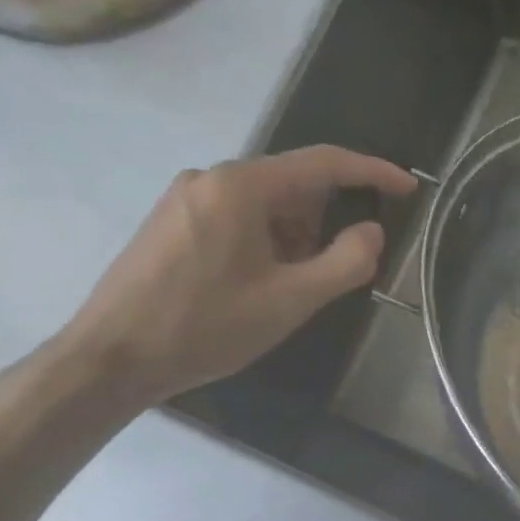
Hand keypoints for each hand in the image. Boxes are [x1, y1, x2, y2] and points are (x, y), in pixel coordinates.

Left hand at [58, 147, 416, 406]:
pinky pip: (235, 217)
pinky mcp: (169, 222)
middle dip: (324, 222)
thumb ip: (346, 262)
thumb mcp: (291, 300)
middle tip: (335, 270)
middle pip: (291, 185)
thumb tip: (372, 232)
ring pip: (263, 204)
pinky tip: (257, 284)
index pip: (323, 163)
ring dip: (293, 237)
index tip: (407, 187)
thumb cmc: (207, 326)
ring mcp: (184, 198)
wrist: (112, 357)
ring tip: (290, 288)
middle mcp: (210, 177)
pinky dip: (263, 242)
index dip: (372, 172)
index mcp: (241, 186)